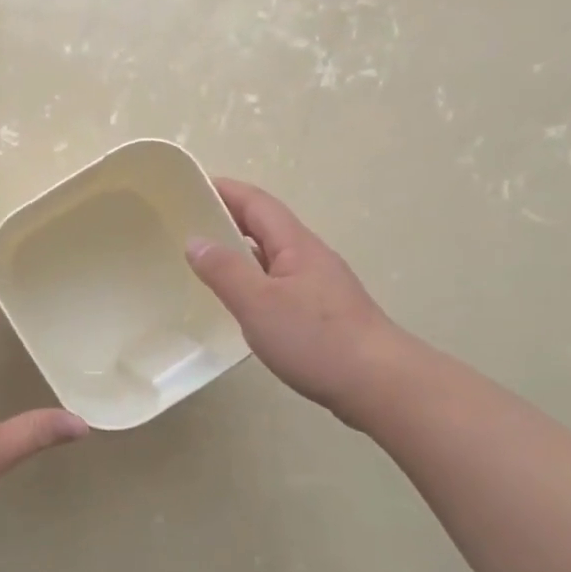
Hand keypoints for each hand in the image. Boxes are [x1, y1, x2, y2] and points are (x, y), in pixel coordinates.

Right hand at [186, 178, 403, 428]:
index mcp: (296, 245)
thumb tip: (195, 240)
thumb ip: (224, 271)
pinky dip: (255, 283)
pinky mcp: (324, 315)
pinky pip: (280, 285)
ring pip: (273, 258)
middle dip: (229, 219)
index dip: (225, 190)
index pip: (257, 203)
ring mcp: (320, 287)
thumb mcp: (258, 303)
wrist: (381, 385)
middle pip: (266, 227)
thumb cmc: (316, 338)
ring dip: (241, 253)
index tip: (191, 186)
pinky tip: (242, 305)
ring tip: (206, 263)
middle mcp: (310, 258)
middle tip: (189, 226)